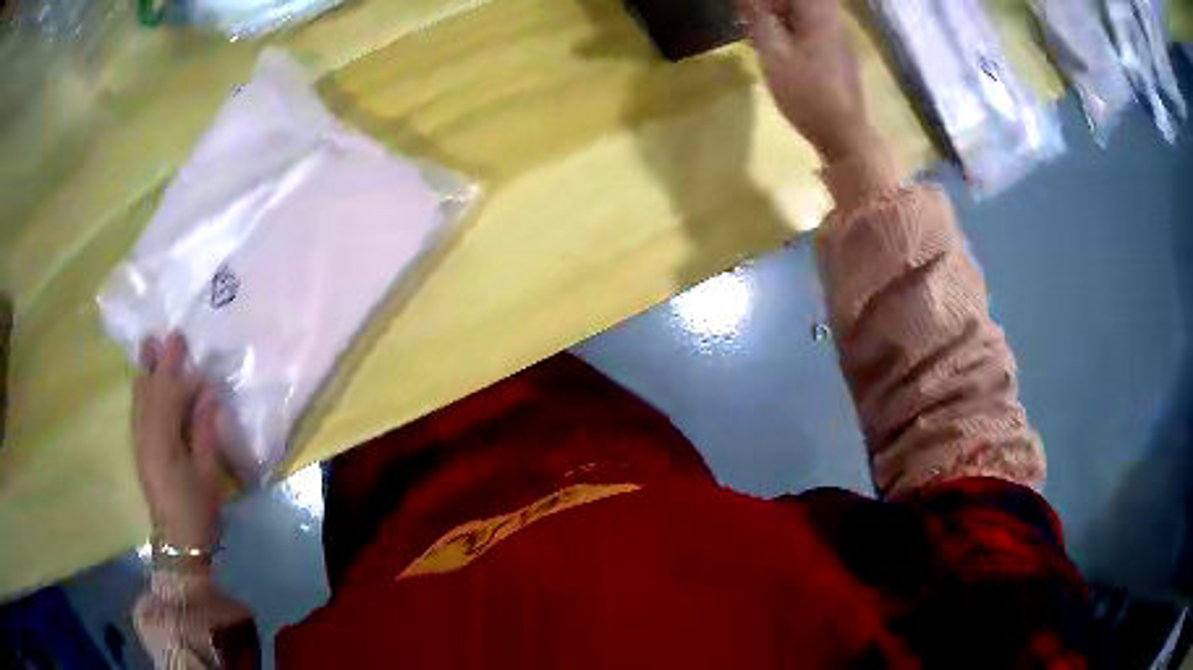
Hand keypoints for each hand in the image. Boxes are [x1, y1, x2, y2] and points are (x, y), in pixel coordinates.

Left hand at [133, 333, 225, 550]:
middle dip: (161, 362)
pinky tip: (143, 381)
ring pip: (139, 397)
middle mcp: (145, 434)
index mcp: (163, 441)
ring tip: (149, 344)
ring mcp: (139, 440)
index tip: (205, 374)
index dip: (188, 382)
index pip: (172, 397)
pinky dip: (141, 389)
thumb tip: (209, 394)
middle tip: (172, 335)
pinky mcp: (139, 447)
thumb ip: (205, 431)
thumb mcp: (208, 474)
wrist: (176, 541)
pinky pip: (137, 409)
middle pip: (151, 390)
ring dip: (146, 370)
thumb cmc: (196, 509)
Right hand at [739, 0, 880, 162]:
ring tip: (758, 32)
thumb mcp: (774, 55)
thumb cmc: (808, 94)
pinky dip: (791, 31)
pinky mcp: (837, 56)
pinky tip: (777, 48)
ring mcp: (838, 40)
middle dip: (772, 6)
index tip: (745, 9)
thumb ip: (758, 20)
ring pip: (805, 15)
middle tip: (749, 18)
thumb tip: (744, 0)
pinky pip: (811, 30)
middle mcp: (833, 21)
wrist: (843, 135)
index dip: (767, 0)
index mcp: (820, 15)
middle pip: (802, 2)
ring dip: (780, 17)